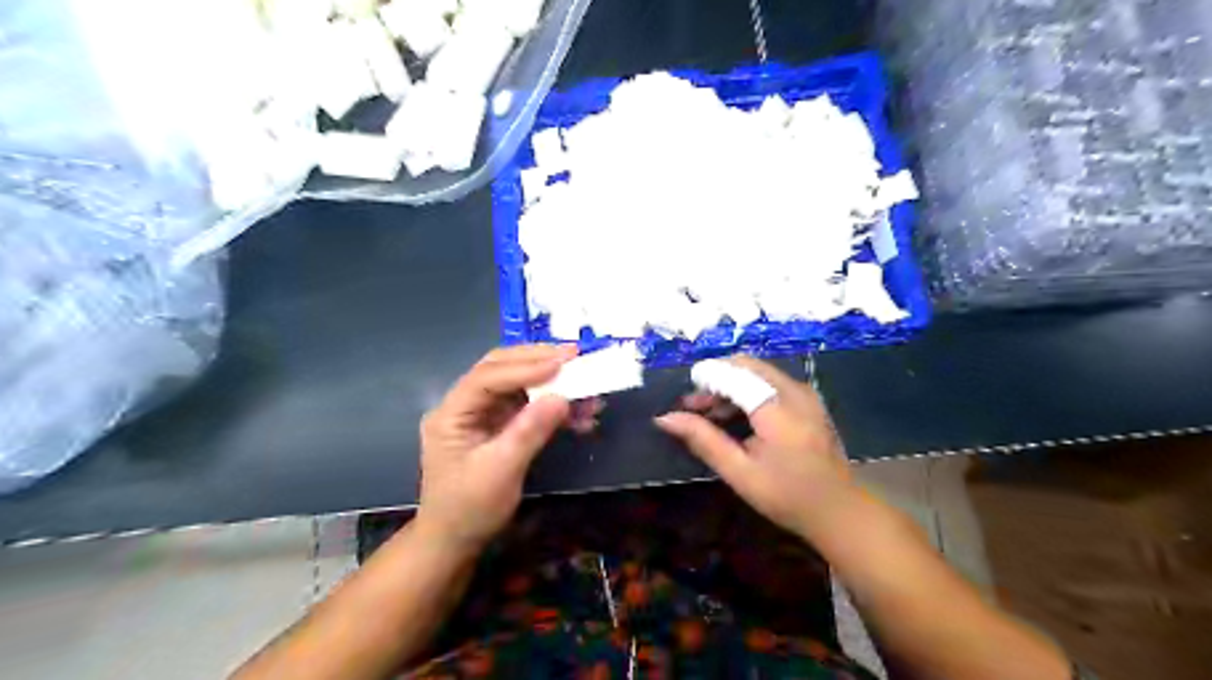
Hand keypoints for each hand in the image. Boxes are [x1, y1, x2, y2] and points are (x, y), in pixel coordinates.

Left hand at [421, 347, 572, 550]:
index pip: (487, 378)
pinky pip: (528, 406)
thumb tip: (562, 397)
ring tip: (585, 384)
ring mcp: (482, 415)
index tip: (562, 363)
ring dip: (551, 383)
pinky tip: (579, 414)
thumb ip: (530, 431)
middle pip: (500, 369)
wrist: (455, 542)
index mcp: (452, 414)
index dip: (525, 367)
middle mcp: (465, 406)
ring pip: (518, 384)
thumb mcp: (500, 471)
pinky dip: (553, 406)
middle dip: (538, 361)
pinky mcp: (499, 426)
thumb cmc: (470, 509)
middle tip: (574, 355)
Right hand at [659, 355, 854, 542]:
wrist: (838, 510)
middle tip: (693, 407)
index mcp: (776, 408)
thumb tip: (665, 418)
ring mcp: (804, 393)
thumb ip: (703, 439)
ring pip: (757, 372)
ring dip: (729, 385)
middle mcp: (793, 390)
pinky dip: (747, 391)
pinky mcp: (807, 400)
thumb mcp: (739, 472)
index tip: (681, 401)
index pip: (732, 375)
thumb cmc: (786, 496)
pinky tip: (734, 416)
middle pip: (745, 366)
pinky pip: (770, 382)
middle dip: (715, 380)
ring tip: (708, 414)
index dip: (704, 379)